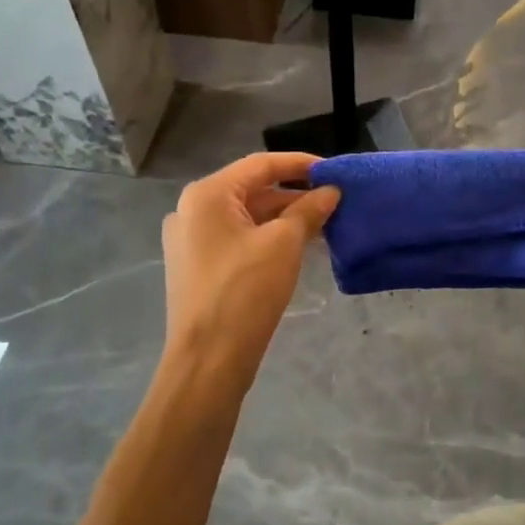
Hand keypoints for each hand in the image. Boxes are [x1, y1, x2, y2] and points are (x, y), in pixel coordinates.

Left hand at [161, 153, 338, 383]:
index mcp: (207, 195)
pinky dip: (266, 237)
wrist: (208, 360)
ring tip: (322, 224)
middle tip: (333, 201)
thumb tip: (330, 191)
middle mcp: (191, 210)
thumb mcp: (284, 244)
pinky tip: (296, 247)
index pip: (261, 164)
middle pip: (251, 189)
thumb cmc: (244, 291)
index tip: (334, 171)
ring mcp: (190, 240)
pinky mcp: (196, 266)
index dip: (300, 164)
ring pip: (245, 216)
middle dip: (293, 194)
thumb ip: (308, 210)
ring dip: (282, 217)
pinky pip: (236, 238)